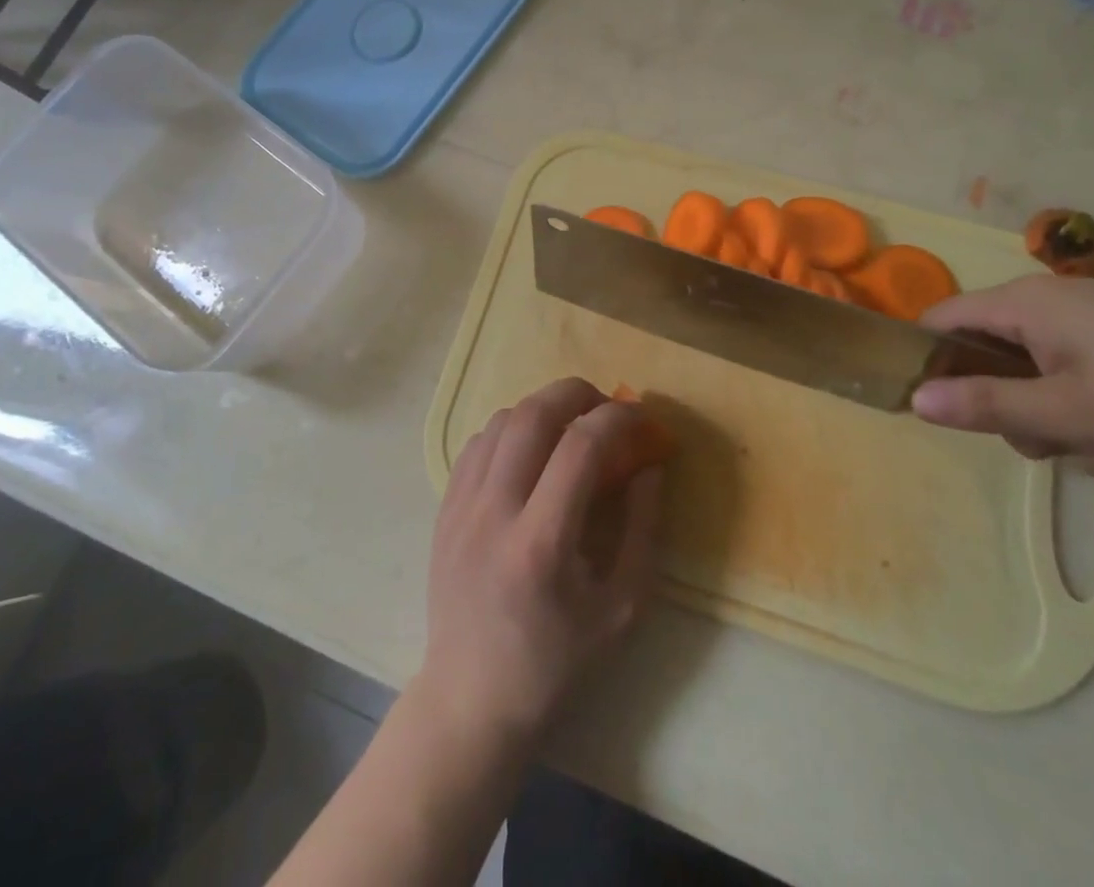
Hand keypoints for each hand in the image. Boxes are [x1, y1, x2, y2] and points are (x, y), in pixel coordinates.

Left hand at [417, 378, 662, 752]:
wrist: (471, 700)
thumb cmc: (556, 662)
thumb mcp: (622, 608)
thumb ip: (643, 529)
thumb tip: (650, 465)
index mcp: (541, 544)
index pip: (581, 446)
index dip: (618, 419)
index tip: (642, 419)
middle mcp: (493, 513)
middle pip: (533, 414)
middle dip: (577, 393)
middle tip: (604, 407)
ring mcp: (460, 507)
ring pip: (502, 420)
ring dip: (543, 409)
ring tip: (569, 427)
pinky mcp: (443, 508)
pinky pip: (478, 442)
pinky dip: (511, 430)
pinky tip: (530, 453)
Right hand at [911, 277, 1093, 480]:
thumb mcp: (1069, 414)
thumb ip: (986, 406)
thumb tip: (915, 397)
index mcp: (1021, 306)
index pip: (939, 323)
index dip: (928, 363)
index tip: (946, 412)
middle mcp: (1047, 304)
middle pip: (992, 359)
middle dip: (1017, 411)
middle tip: (1058, 441)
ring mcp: (1090, 321)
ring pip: (1041, 379)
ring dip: (1067, 422)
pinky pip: (1083, 379)